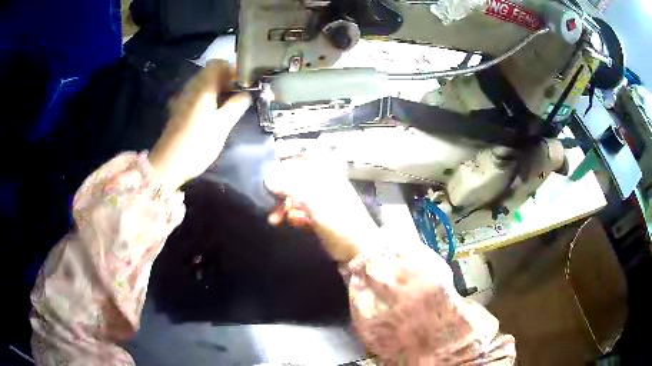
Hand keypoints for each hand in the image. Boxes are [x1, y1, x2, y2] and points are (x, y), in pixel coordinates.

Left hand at [149, 60, 250, 189]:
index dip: (232, 69)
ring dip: (217, 89)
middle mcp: (191, 88)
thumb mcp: (222, 125)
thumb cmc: (197, 143)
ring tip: (229, 105)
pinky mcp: (179, 111)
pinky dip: (207, 98)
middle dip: (226, 79)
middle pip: (210, 73)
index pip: (217, 64)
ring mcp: (183, 99)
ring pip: (203, 85)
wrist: (168, 164)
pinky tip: (213, 113)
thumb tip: (246, 94)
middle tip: (239, 94)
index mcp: (202, 87)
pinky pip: (196, 96)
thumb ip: (236, 105)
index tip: (243, 82)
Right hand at [265, 156, 377, 262]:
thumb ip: (289, 187)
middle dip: (281, 191)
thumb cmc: (338, 219)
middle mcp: (323, 184)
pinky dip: (294, 216)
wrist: (357, 248)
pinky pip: (301, 211)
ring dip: (284, 207)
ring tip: (275, 219)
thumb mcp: (313, 201)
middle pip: (296, 180)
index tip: (269, 173)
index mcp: (326, 174)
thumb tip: (268, 179)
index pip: (303, 160)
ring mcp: (321, 200)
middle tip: (269, 202)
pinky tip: (295, 223)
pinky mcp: (318, 217)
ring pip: (296, 197)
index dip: (285, 164)